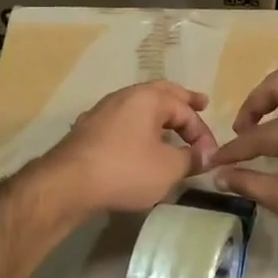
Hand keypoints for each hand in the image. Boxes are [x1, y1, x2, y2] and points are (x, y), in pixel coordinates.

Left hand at [46, 80, 218, 213]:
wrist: (67, 184)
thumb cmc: (125, 169)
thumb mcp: (168, 168)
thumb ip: (191, 159)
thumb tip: (205, 156)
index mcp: (148, 98)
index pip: (185, 110)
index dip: (202, 133)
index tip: (210, 156)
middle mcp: (124, 96)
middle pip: (160, 93)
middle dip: (182, 100)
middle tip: (201, 102)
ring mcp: (102, 112)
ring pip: (138, 107)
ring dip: (159, 116)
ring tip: (171, 125)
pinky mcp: (88, 131)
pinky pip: (122, 122)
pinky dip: (139, 128)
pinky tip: (140, 142)